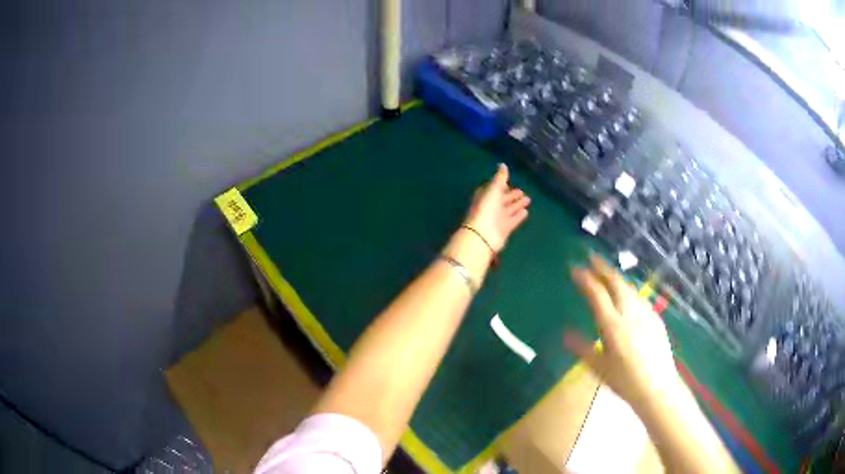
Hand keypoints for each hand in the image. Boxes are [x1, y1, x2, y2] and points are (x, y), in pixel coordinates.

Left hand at [464, 164, 530, 252]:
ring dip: (517, 205)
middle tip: (522, 191)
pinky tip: (526, 212)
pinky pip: (512, 220)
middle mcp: (490, 207)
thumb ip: (500, 178)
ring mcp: (496, 219)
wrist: (483, 234)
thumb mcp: (494, 189)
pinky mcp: (504, 229)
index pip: (493, 189)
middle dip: (511, 195)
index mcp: (484, 196)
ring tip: (528, 199)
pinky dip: (518, 216)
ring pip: (508, 210)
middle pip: (502, 200)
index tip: (509, 182)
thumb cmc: (486, 208)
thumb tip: (502, 165)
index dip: (501, 185)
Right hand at [565, 256, 684, 409]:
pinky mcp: (656, 318)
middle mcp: (630, 313)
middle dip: (602, 268)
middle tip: (591, 257)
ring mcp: (646, 313)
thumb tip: (565, 333)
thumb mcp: (599, 368)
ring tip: (607, 272)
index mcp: (613, 326)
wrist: (657, 387)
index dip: (585, 279)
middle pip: (616, 283)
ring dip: (616, 277)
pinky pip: (640, 297)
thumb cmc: (625, 381)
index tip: (575, 268)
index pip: (597, 294)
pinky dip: (629, 289)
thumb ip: (582, 348)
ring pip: (629, 288)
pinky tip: (627, 293)